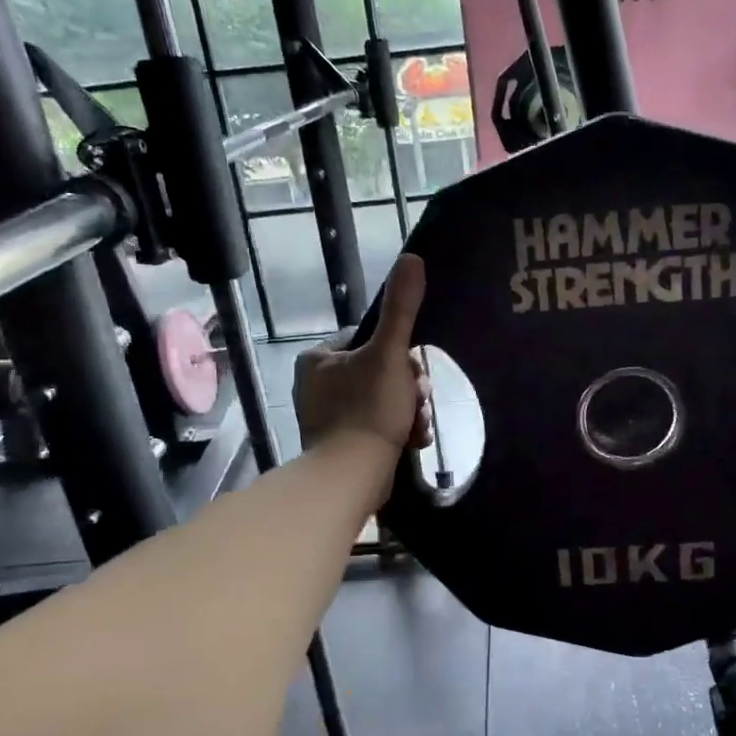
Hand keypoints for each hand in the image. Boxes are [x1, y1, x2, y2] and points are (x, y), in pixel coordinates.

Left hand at [294, 253, 431, 453]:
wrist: (352, 476)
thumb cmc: (367, 409)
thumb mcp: (389, 354)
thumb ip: (401, 309)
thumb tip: (412, 258)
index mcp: (318, 359)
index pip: (369, 339)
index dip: (399, 354)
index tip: (414, 371)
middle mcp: (317, 384)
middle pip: (380, 371)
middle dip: (408, 388)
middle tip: (418, 402)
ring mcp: (327, 416)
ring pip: (383, 400)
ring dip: (409, 410)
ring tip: (417, 426)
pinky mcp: (340, 444)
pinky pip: (377, 425)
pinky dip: (398, 430)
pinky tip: (411, 441)